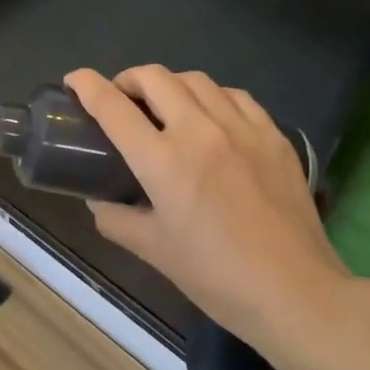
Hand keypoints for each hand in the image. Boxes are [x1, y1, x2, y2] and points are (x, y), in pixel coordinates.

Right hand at [66, 66, 353, 351]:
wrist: (294, 291)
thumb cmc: (216, 277)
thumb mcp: (154, 251)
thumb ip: (117, 219)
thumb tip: (98, 201)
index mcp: (164, 161)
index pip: (114, 107)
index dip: (87, 86)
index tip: (75, 79)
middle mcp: (200, 131)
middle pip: (155, 78)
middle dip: (128, 79)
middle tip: (120, 98)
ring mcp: (242, 128)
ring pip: (197, 79)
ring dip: (169, 84)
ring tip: (164, 105)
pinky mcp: (273, 135)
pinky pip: (235, 96)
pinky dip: (211, 96)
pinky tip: (211, 116)